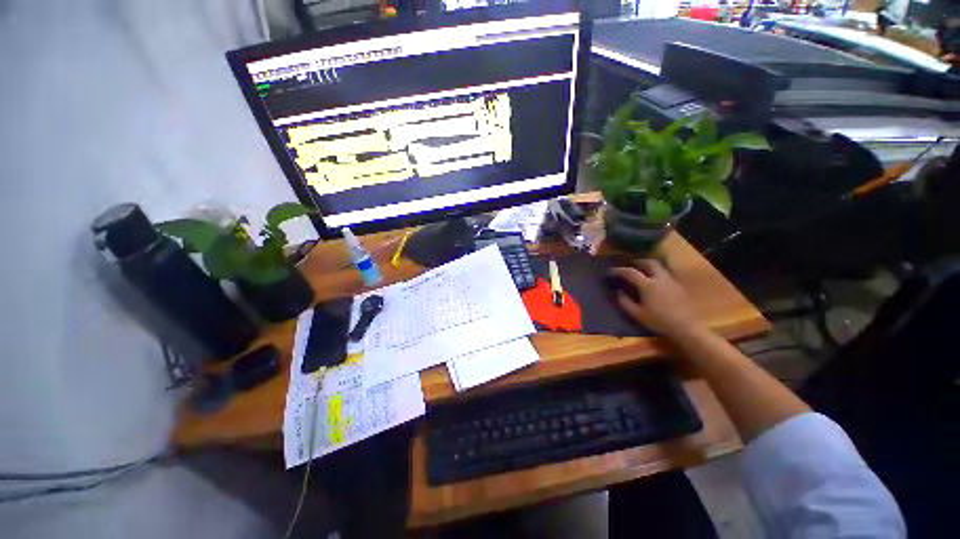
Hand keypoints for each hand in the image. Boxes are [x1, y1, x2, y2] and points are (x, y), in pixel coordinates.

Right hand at [610, 260, 706, 340]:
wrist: (687, 328)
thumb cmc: (659, 321)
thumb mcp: (637, 314)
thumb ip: (625, 302)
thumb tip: (618, 292)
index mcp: (648, 285)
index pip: (631, 272)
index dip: (619, 270)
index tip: (611, 271)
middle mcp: (660, 279)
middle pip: (649, 263)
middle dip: (638, 262)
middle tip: (630, 266)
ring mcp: (671, 281)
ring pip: (660, 267)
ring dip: (649, 267)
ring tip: (642, 272)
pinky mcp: (679, 286)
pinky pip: (666, 274)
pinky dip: (657, 274)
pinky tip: (655, 283)